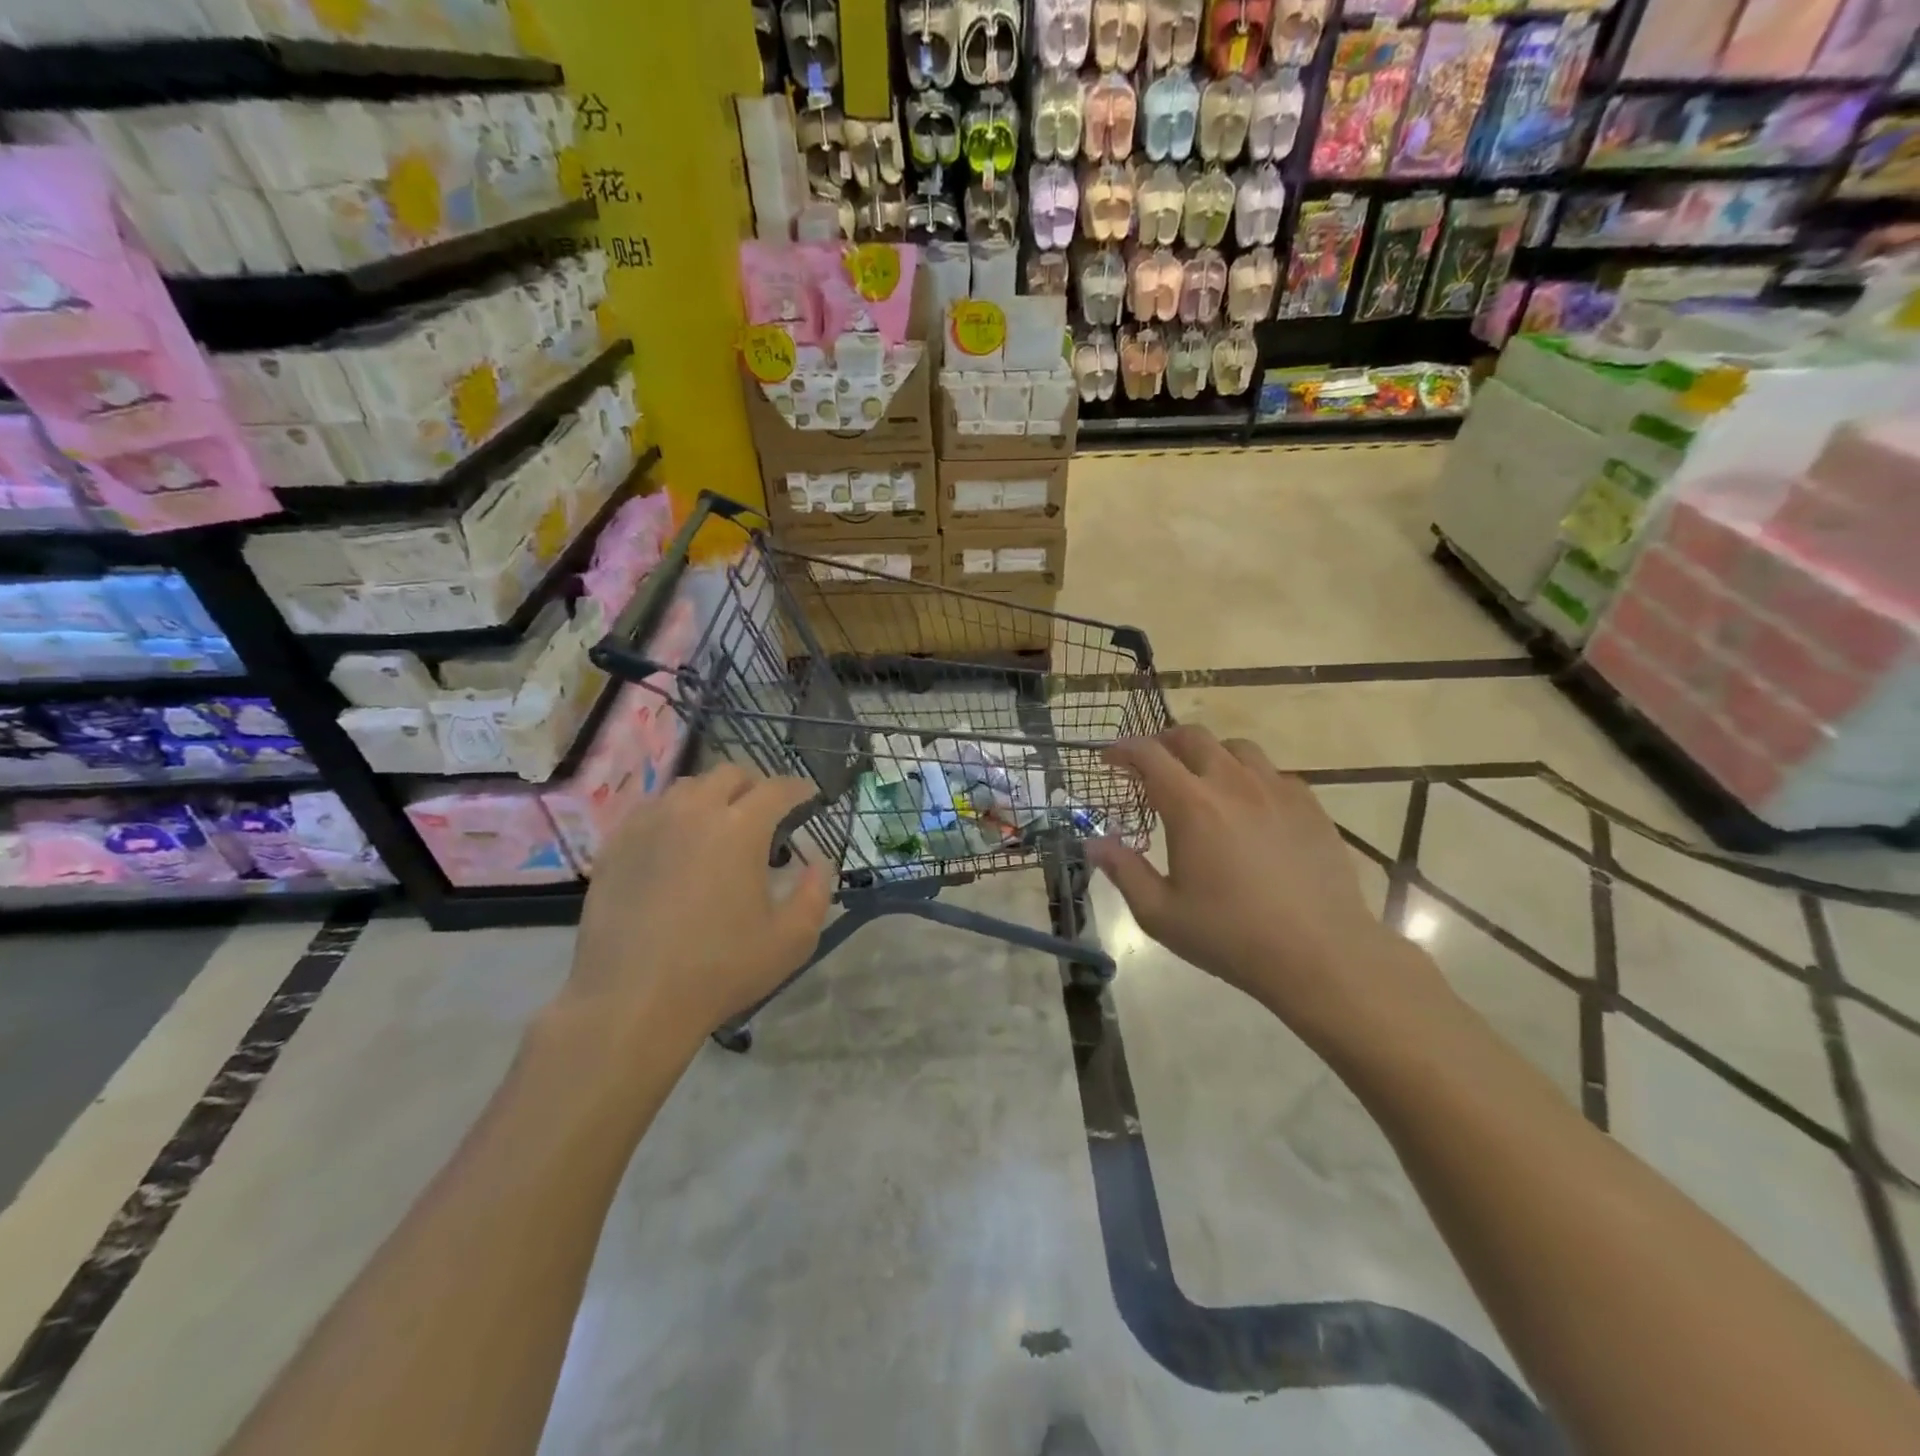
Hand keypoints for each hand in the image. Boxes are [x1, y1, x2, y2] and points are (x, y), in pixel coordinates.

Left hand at [564, 765, 832, 1050]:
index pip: (777, 788)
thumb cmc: (719, 970)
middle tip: (766, 813)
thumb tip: (819, 863)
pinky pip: (651, 810)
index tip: (811, 798)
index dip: (800, 789)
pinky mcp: (616, 845)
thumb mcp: (791, 941)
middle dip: (755, 786)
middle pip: (730, 774)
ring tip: (720, 827)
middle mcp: (693, 811)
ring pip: (687, 787)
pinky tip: (677, 845)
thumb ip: (816, 894)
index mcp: (740, 828)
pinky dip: (674, 815)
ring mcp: (649, 824)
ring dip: (713, 796)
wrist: (631, 1001)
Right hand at [1085, 726, 1441, 1045]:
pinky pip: (1273, 773)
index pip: (1149, 755)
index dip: (1123, 749)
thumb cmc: (1231, 936)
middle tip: (1150, 764)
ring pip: (1237, 748)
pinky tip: (1249, 808)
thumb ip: (1123, 871)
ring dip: (1209, 754)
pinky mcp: (1309, 805)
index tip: (1109, 759)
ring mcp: (1276, 790)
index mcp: (1191, 805)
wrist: (1320, 954)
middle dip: (1163, 742)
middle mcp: (1233, 783)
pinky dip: (1249, 777)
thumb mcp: (1160, 914)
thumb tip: (1094, 843)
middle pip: (1192, 737)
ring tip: (1201, 780)